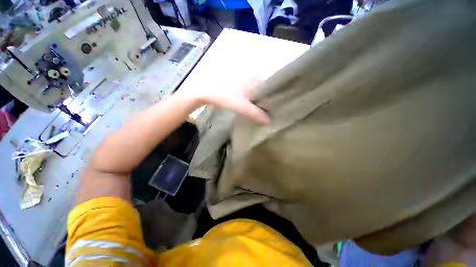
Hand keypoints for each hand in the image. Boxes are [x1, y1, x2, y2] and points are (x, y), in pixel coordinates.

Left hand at [179, 79, 269, 124]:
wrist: (206, 92)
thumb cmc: (225, 97)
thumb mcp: (242, 107)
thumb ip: (256, 114)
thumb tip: (269, 121)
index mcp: (254, 81)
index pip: (269, 89)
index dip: (273, 99)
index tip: (274, 109)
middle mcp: (250, 78)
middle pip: (262, 91)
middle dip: (265, 101)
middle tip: (268, 112)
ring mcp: (243, 81)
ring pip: (255, 92)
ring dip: (258, 101)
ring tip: (261, 111)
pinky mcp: (237, 85)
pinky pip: (248, 93)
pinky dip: (251, 99)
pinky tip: (250, 106)